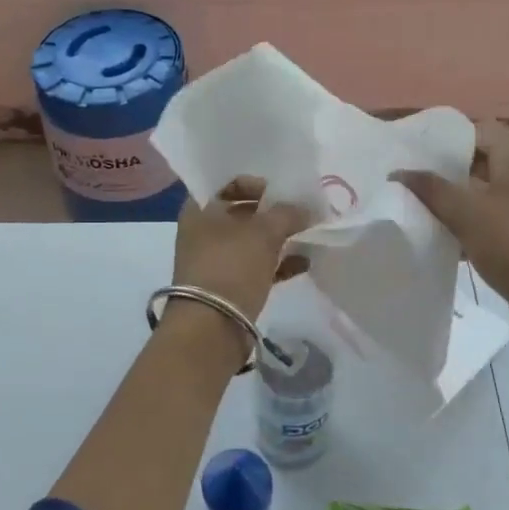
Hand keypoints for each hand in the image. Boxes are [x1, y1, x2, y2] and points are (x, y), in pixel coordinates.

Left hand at [171, 177, 313, 321]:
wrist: (211, 327)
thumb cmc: (231, 266)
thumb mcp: (263, 233)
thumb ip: (287, 214)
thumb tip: (306, 209)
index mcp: (200, 209)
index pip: (228, 182)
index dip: (256, 183)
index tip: (282, 190)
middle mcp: (203, 231)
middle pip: (242, 212)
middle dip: (273, 212)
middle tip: (301, 210)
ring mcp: (216, 260)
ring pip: (251, 241)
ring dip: (279, 237)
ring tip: (308, 233)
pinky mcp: (229, 286)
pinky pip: (257, 266)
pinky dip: (279, 263)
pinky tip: (305, 262)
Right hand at [394, 122, 508, 339]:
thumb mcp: (466, 212)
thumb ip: (430, 188)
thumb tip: (398, 171)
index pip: (477, 128)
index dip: (446, 137)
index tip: (413, 150)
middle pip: (477, 159)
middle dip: (443, 168)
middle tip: (408, 176)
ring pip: (479, 189)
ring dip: (450, 196)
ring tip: (415, 202)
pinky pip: (485, 216)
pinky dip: (463, 220)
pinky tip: (437, 233)